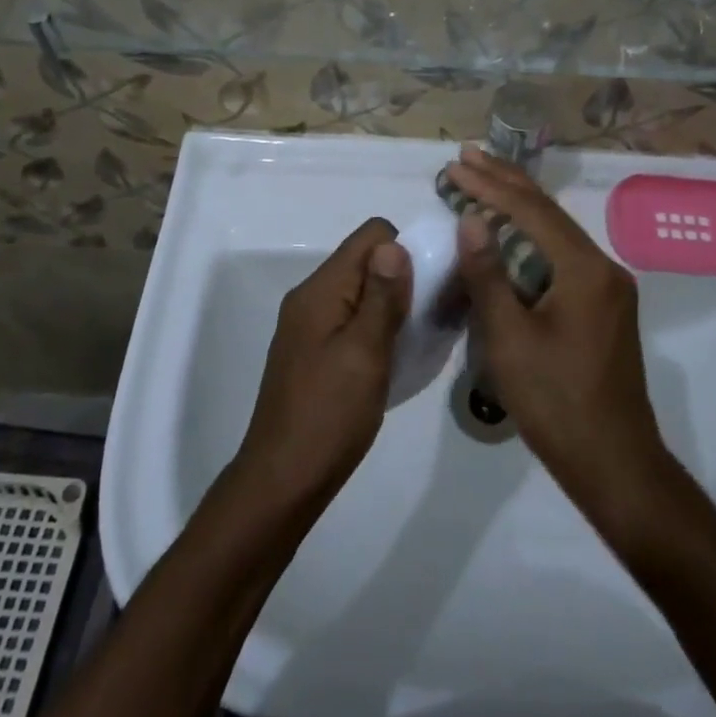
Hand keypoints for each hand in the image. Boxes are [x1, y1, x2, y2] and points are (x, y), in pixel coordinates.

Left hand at [233, 218, 409, 515]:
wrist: (283, 481)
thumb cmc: (329, 416)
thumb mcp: (365, 353)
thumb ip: (382, 297)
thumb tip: (395, 244)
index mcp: (320, 290)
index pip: (370, 235)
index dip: (406, 249)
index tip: (430, 285)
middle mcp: (312, 297)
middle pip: (365, 261)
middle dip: (403, 276)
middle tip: (432, 314)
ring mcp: (310, 325)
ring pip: (362, 291)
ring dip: (393, 304)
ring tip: (420, 336)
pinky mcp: (314, 350)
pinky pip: (353, 318)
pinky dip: (378, 326)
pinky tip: (396, 355)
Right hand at [448, 148, 668, 512]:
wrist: (615, 463)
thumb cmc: (556, 403)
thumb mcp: (510, 339)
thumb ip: (488, 274)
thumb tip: (470, 218)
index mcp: (584, 269)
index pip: (530, 211)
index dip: (489, 186)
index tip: (454, 166)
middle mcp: (603, 267)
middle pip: (548, 212)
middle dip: (505, 182)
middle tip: (466, 156)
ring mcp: (607, 287)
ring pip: (556, 232)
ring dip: (517, 207)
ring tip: (482, 181)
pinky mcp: (602, 306)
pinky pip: (561, 255)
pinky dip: (530, 237)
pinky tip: (509, 233)